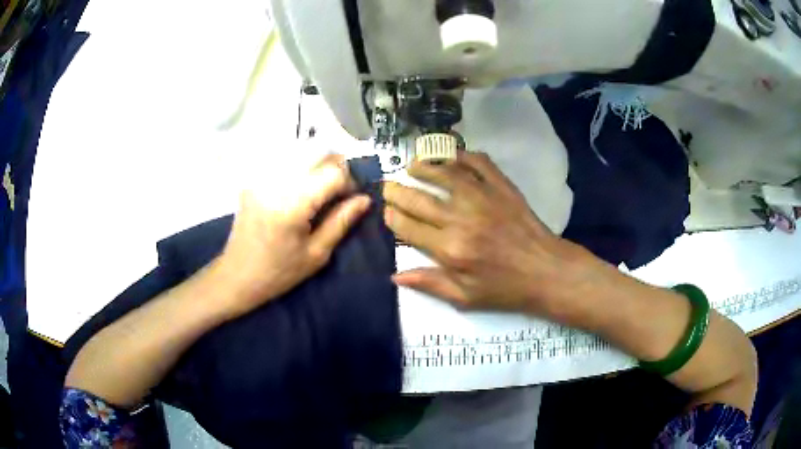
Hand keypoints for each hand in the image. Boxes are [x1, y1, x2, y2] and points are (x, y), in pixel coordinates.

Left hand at [219, 154, 370, 317]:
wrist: (236, 275)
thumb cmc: (278, 272)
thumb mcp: (316, 254)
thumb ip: (341, 222)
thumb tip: (364, 199)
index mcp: (293, 205)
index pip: (333, 173)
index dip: (350, 182)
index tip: (352, 198)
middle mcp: (276, 182)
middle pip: (318, 153)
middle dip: (336, 166)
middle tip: (340, 189)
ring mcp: (262, 177)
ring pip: (301, 151)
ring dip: (319, 163)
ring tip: (321, 186)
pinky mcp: (254, 178)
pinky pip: (284, 159)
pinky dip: (300, 166)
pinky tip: (301, 185)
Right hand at [383, 151, 595, 315]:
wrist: (546, 270)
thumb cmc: (505, 288)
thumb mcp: (465, 298)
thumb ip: (430, 284)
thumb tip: (394, 276)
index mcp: (450, 249)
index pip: (408, 227)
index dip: (392, 217)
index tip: (387, 211)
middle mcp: (462, 219)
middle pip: (419, 198)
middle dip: (398, 191)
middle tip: (389, 186)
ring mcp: (483, 197)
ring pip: (445, 173)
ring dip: (424, 166)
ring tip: (412, 165)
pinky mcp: (502, 187)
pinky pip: (478, 163)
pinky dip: (462, 154)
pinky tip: (450, 155)